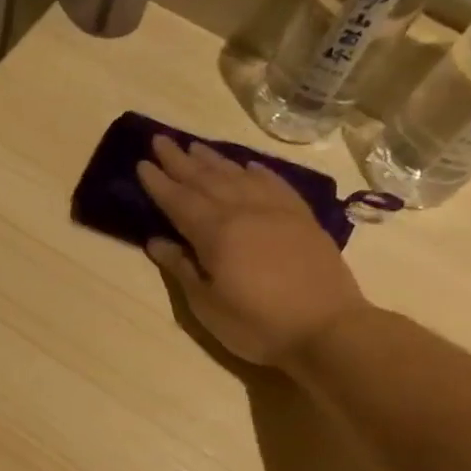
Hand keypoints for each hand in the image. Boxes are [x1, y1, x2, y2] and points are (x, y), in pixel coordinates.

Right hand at [137, 135, 371, 366]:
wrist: (328, 329)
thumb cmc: (257, 324)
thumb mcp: (207, 305)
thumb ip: (182, 268)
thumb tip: (156, 241)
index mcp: (216, 233)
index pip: (179, 201)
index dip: (159, 183)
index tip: (142, 163)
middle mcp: (244, 211)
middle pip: (206, 180)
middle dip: (180, 161)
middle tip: (160, 140)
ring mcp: (277, 211)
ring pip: (239, 176)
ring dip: (214, 160)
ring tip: (195, 146)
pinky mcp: (302, 219)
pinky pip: (275, 184)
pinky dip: (257, 171)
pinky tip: (248, 165)